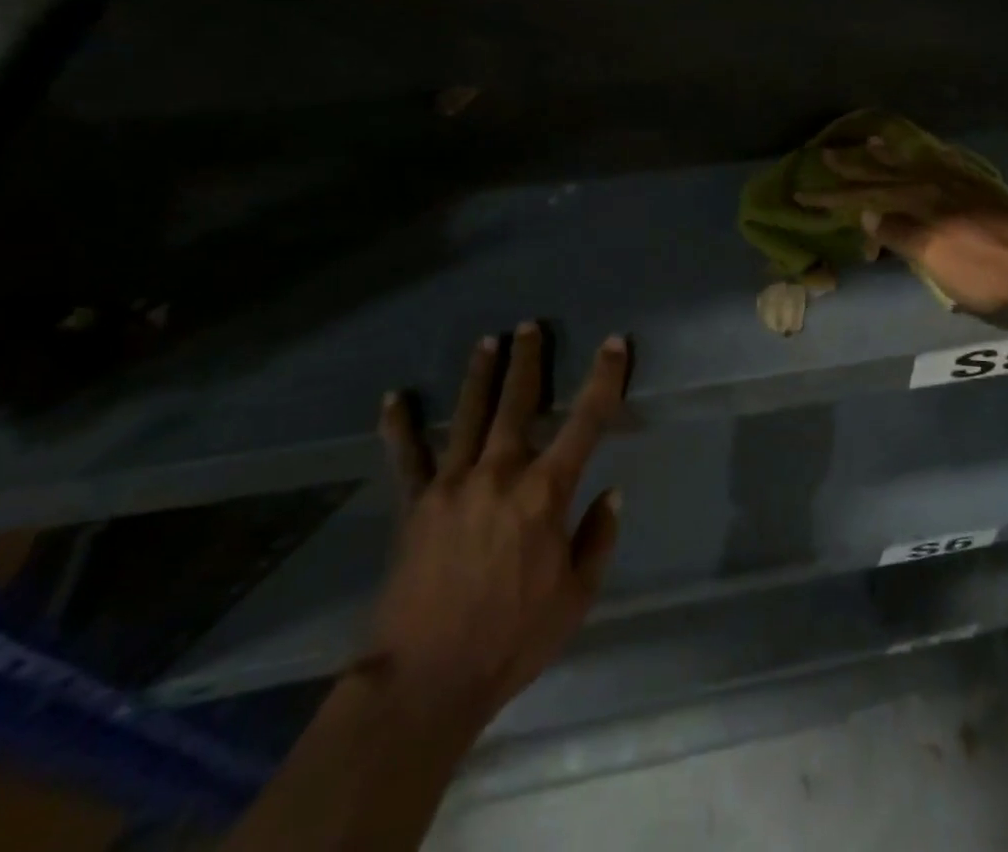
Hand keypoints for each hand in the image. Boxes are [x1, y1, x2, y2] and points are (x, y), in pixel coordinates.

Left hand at [367, 323, 628, 732]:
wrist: (427, 681)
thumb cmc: (512, 640)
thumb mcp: (576, 597)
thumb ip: (597, 539)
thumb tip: (611, 493)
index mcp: (545, 493)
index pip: (585, 421)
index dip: (603, 378)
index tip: (613, 344)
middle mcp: (499, 473)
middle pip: (517, 402)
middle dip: (528, 360)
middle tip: (529, 327)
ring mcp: (452, 484)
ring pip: (468, 415)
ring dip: (480, 375)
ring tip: (487, 342)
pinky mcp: (415, 504)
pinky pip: (406, 457)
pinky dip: (400, 426)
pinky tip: (393, 399)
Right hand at [795, 138, 1007, 314]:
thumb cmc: (989, 274)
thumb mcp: (937, 259)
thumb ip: (901, 233)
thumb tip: (868, 212)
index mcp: (922, 203)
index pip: (867, 196)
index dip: (834, 197)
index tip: (803, 194)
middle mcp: (939, 187)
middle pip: (888, 172)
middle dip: (855, 165)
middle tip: (827, 152)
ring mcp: (965, 186)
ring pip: (917, 163)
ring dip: (890, 154)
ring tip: (871, 141)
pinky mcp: (987, 192)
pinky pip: (947, 164)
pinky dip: (929, 157)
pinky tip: (929, 156)